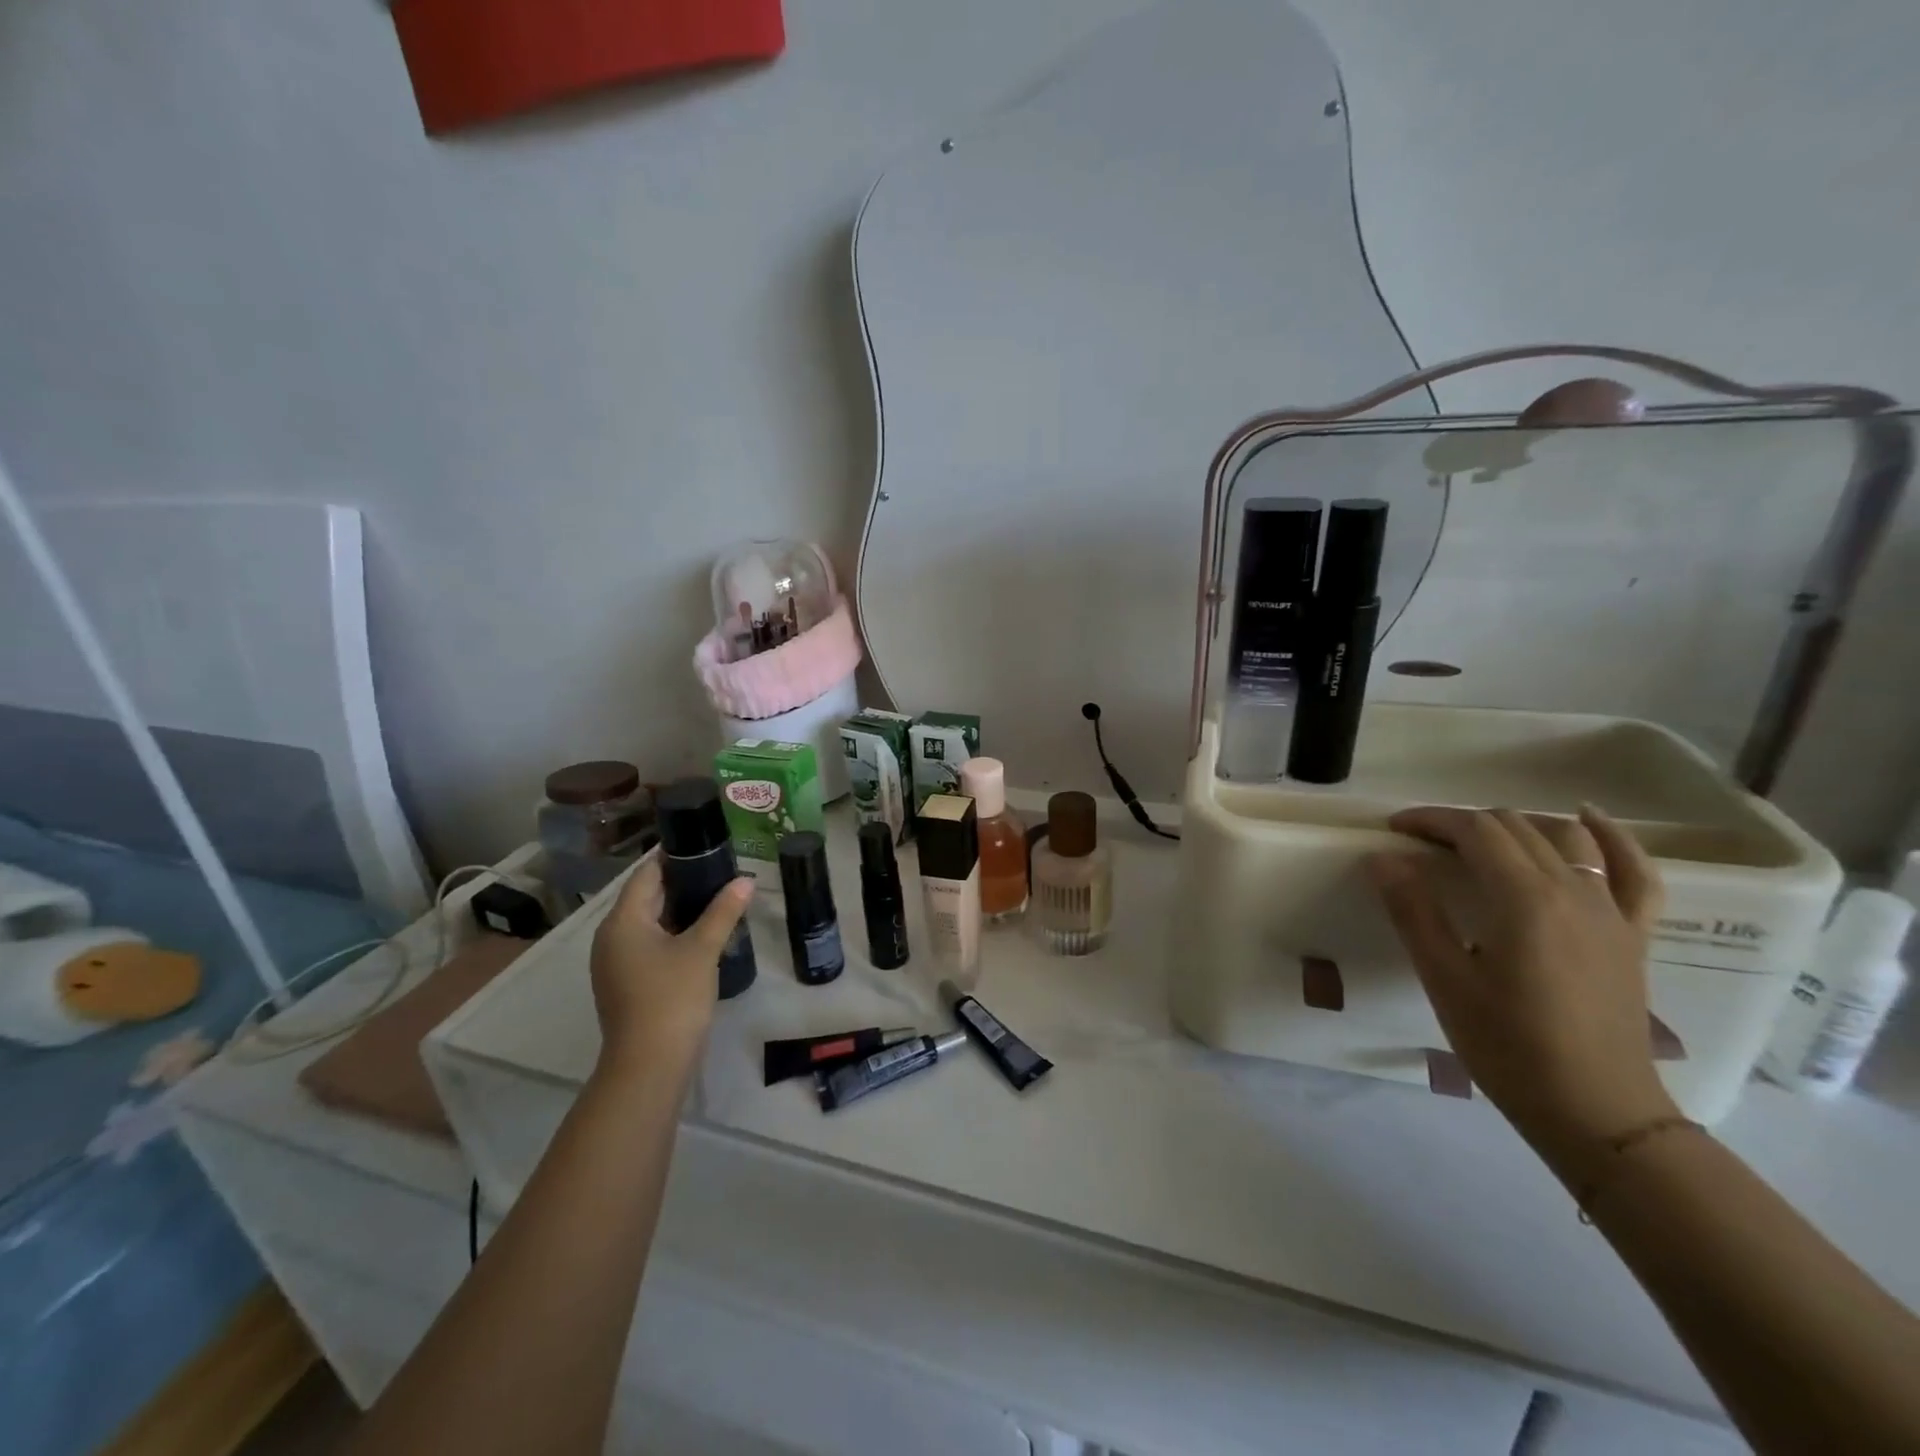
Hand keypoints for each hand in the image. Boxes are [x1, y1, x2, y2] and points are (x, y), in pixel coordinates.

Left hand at [589, 856, 752, 1077]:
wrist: (648, 1065)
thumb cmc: (672, 998)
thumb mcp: (702, 949)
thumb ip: (722, 911)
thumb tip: (745, 880)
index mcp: (622, 921)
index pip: (646, 873)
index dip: (673, 855)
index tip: (704, 842)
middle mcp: (611, 936)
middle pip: (646, 896)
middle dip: (681, 881)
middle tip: (720, 867)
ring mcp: (615, 962)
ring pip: (648, 922)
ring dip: (679, 908)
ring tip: (717, 896)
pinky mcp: (625, 982)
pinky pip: (648, 943)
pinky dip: (672, 932)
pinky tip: (702, 933)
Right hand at [1368, 805, 1679, 1175]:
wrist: (1596, 1111)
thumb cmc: (1509, 1046)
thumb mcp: (1445, 980)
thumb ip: (1414, 912)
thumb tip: (1383, 858)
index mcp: (1524, 900)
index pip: (1475, 831)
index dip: (1431, 820)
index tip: (1395, 830)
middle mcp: (1573, 891)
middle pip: (1515, 827)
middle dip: (1463, 823)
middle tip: (1421, 845)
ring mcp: (1611, 911)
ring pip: (1565, 837)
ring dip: (1517, 825)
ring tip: (1480, 838)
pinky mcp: (1633, 933)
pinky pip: (1634, 871)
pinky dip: (1611, 838)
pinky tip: (1587, 819)